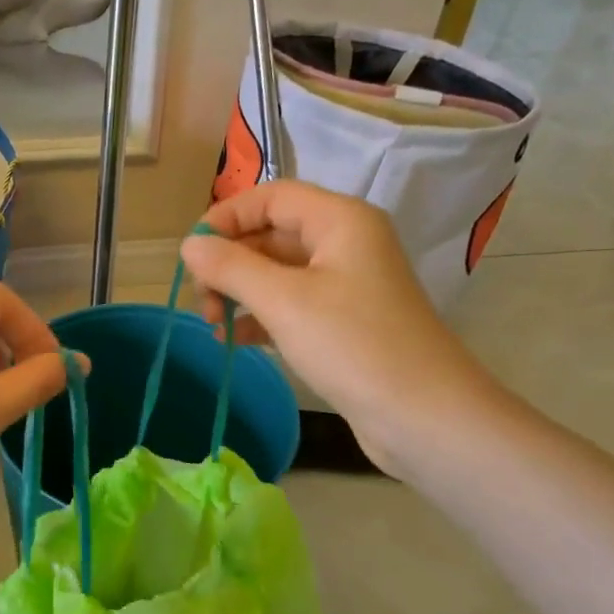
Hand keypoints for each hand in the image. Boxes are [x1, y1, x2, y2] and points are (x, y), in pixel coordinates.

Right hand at [181, 181, 499, 473]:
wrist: (424, 416)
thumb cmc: (353, 345)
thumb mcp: (283, 302)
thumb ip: (231, 268)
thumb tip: (189, 246)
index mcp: (340, 221)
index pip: (271, 197)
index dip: (226, 217)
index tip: (190, 253)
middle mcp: (345, 244)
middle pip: (272, 234)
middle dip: (230, 262)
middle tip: (202, 300)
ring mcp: (346, 285)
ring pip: (278, 273)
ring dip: (240, 292)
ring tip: (213, 324)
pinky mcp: (344, 323)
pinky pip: (291, 305)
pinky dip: (260, 317)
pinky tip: (235, 339)